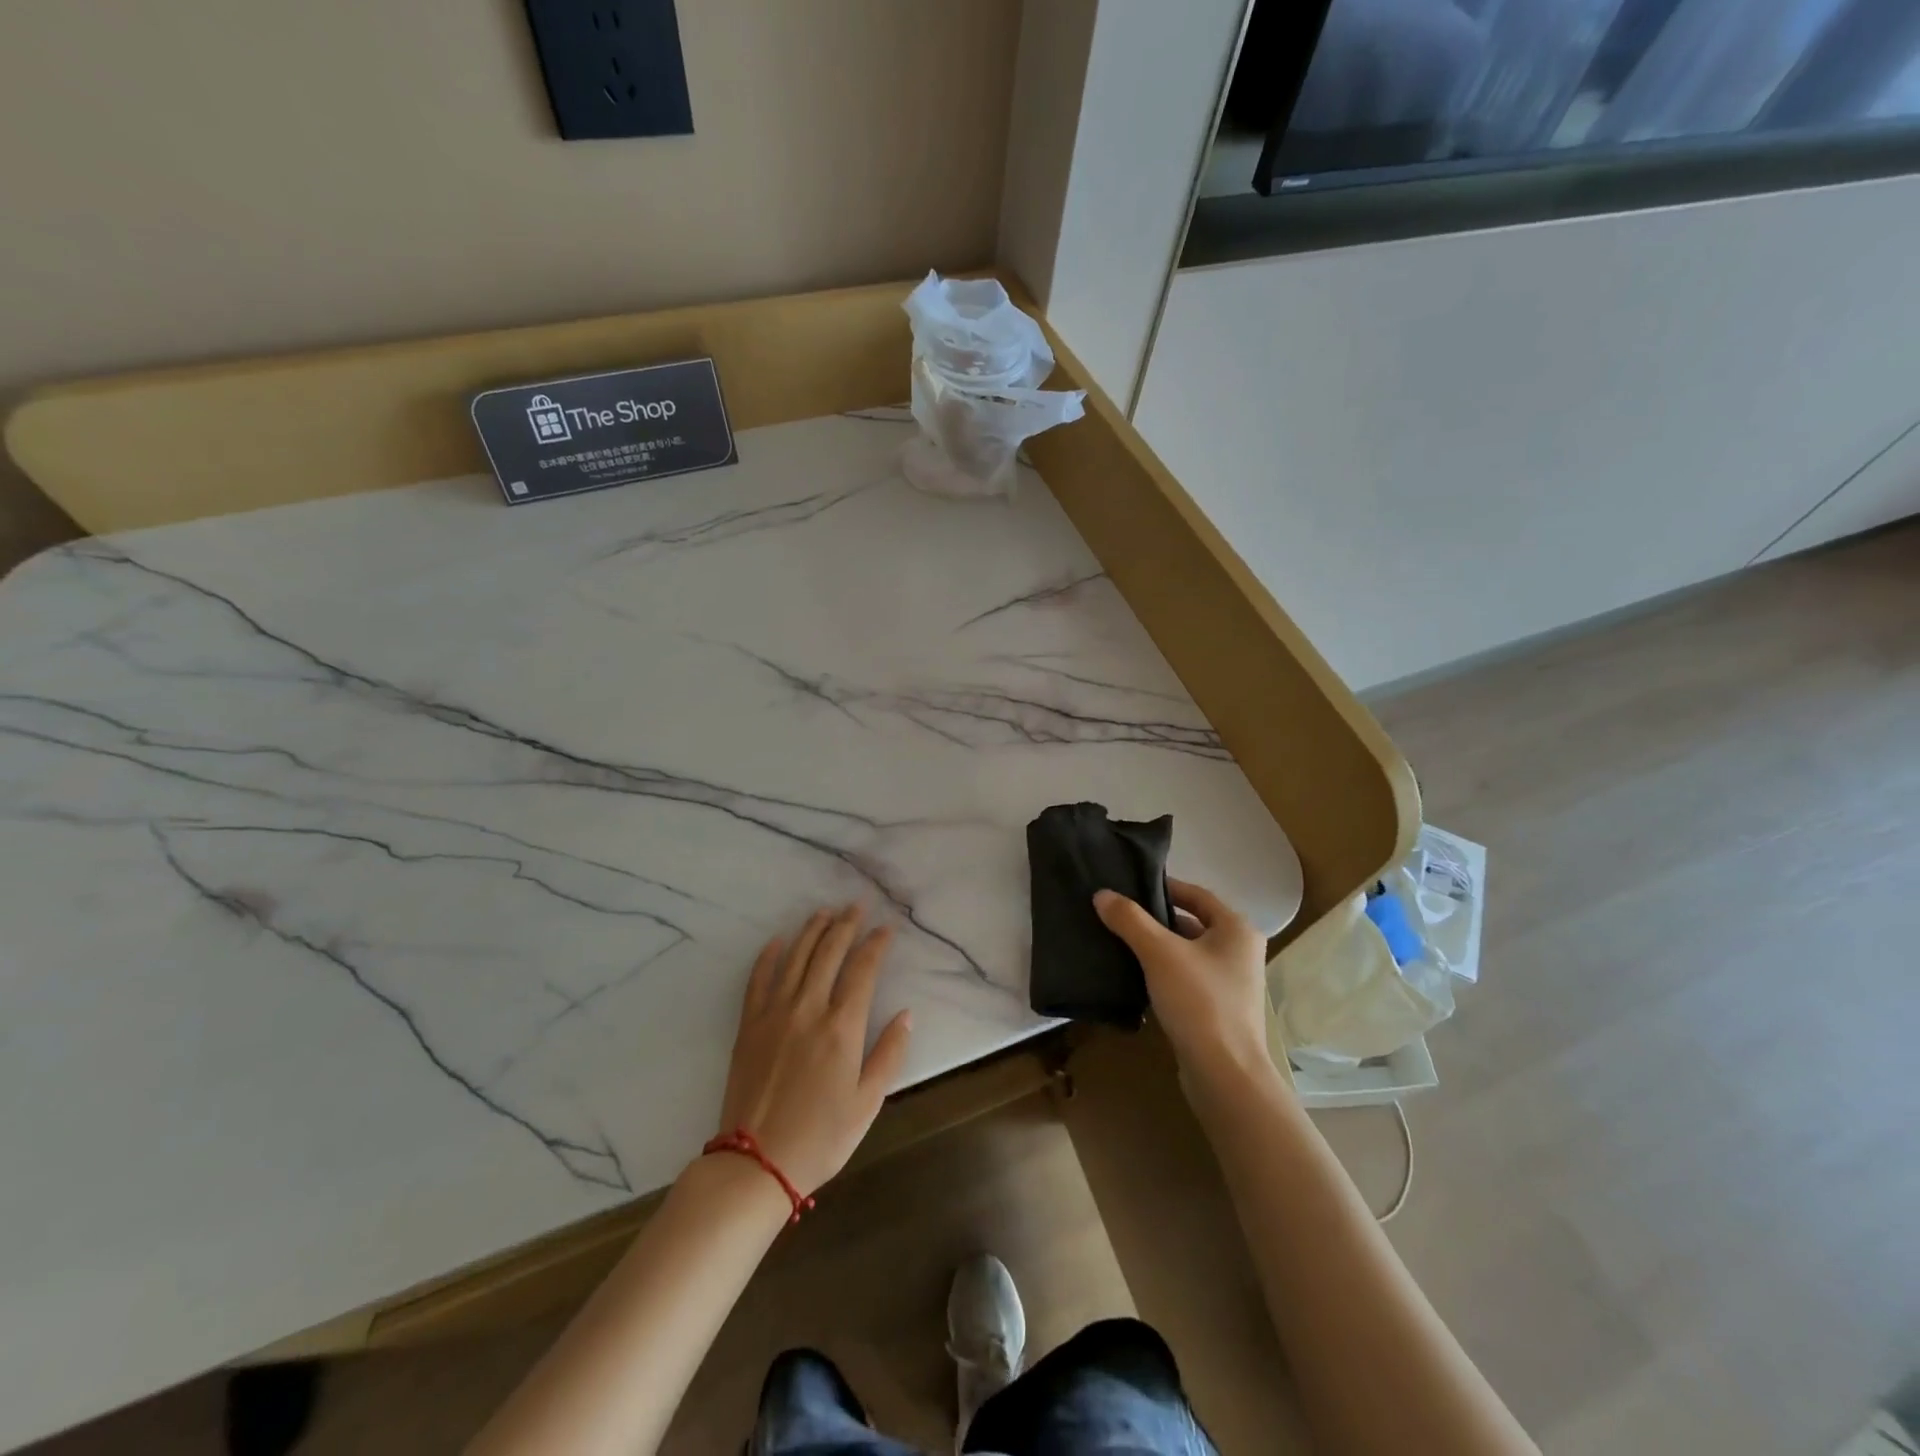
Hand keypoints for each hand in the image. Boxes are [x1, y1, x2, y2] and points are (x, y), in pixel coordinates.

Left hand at [718, 904, 912, 1196]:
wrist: (756, 1163)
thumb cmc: (820, 1138)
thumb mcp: (868, 1103)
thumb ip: (889, 1054)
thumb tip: (907, 1014)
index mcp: (842, 1027)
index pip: (863, 970)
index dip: (876, 944)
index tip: (886, 928)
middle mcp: (809, 1009)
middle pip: (829, 953)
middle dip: (846, 925)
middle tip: (856, 905)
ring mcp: (775, 1013)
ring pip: (796, 957)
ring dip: (812, 931)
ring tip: (825, 912)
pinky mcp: (749, 1025)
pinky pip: (758, 979)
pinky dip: (769, 956)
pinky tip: (778, 940)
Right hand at [1094, 878, 1270, 1087]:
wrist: (1224, 1075)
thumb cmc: (1199, 1002)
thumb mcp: (1159, 953)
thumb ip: (1130, 920)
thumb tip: (1102, 894)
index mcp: (1237, 929)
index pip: (1196, 894)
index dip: (1163, 887)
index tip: (1130, 885)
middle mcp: (1240, 951)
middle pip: (1191, 923)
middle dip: (1155, 919)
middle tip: (1118, 914)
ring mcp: (1231, 983)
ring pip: (1187, 952)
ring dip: (1157, 947)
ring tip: (1119, 942)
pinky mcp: (1219, 1009)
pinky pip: (1187, 978)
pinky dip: (1163, 973)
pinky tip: (1135, 976)